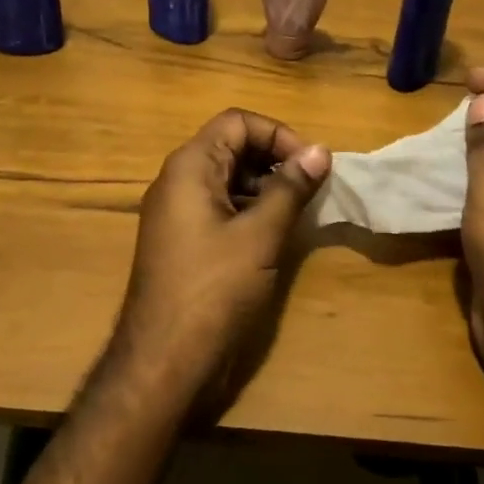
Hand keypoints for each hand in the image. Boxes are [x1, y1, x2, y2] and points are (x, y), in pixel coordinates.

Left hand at [111, 109, 330, 413]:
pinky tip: (275, 234)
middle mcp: (177, 180)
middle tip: (311, 187)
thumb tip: (320, 150)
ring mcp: (176, 212)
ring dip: (265, 186)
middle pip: (231, 146)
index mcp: (190, 166)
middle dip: (274, 159)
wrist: (163, 362)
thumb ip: (290, 188)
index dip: (277, 134)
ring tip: (299, 211)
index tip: (310, 164)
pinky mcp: (182, 241)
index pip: (237, 122)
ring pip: (227, 178)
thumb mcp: (260, 235)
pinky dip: (249, 210)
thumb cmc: (214, 289)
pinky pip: (219, 207)